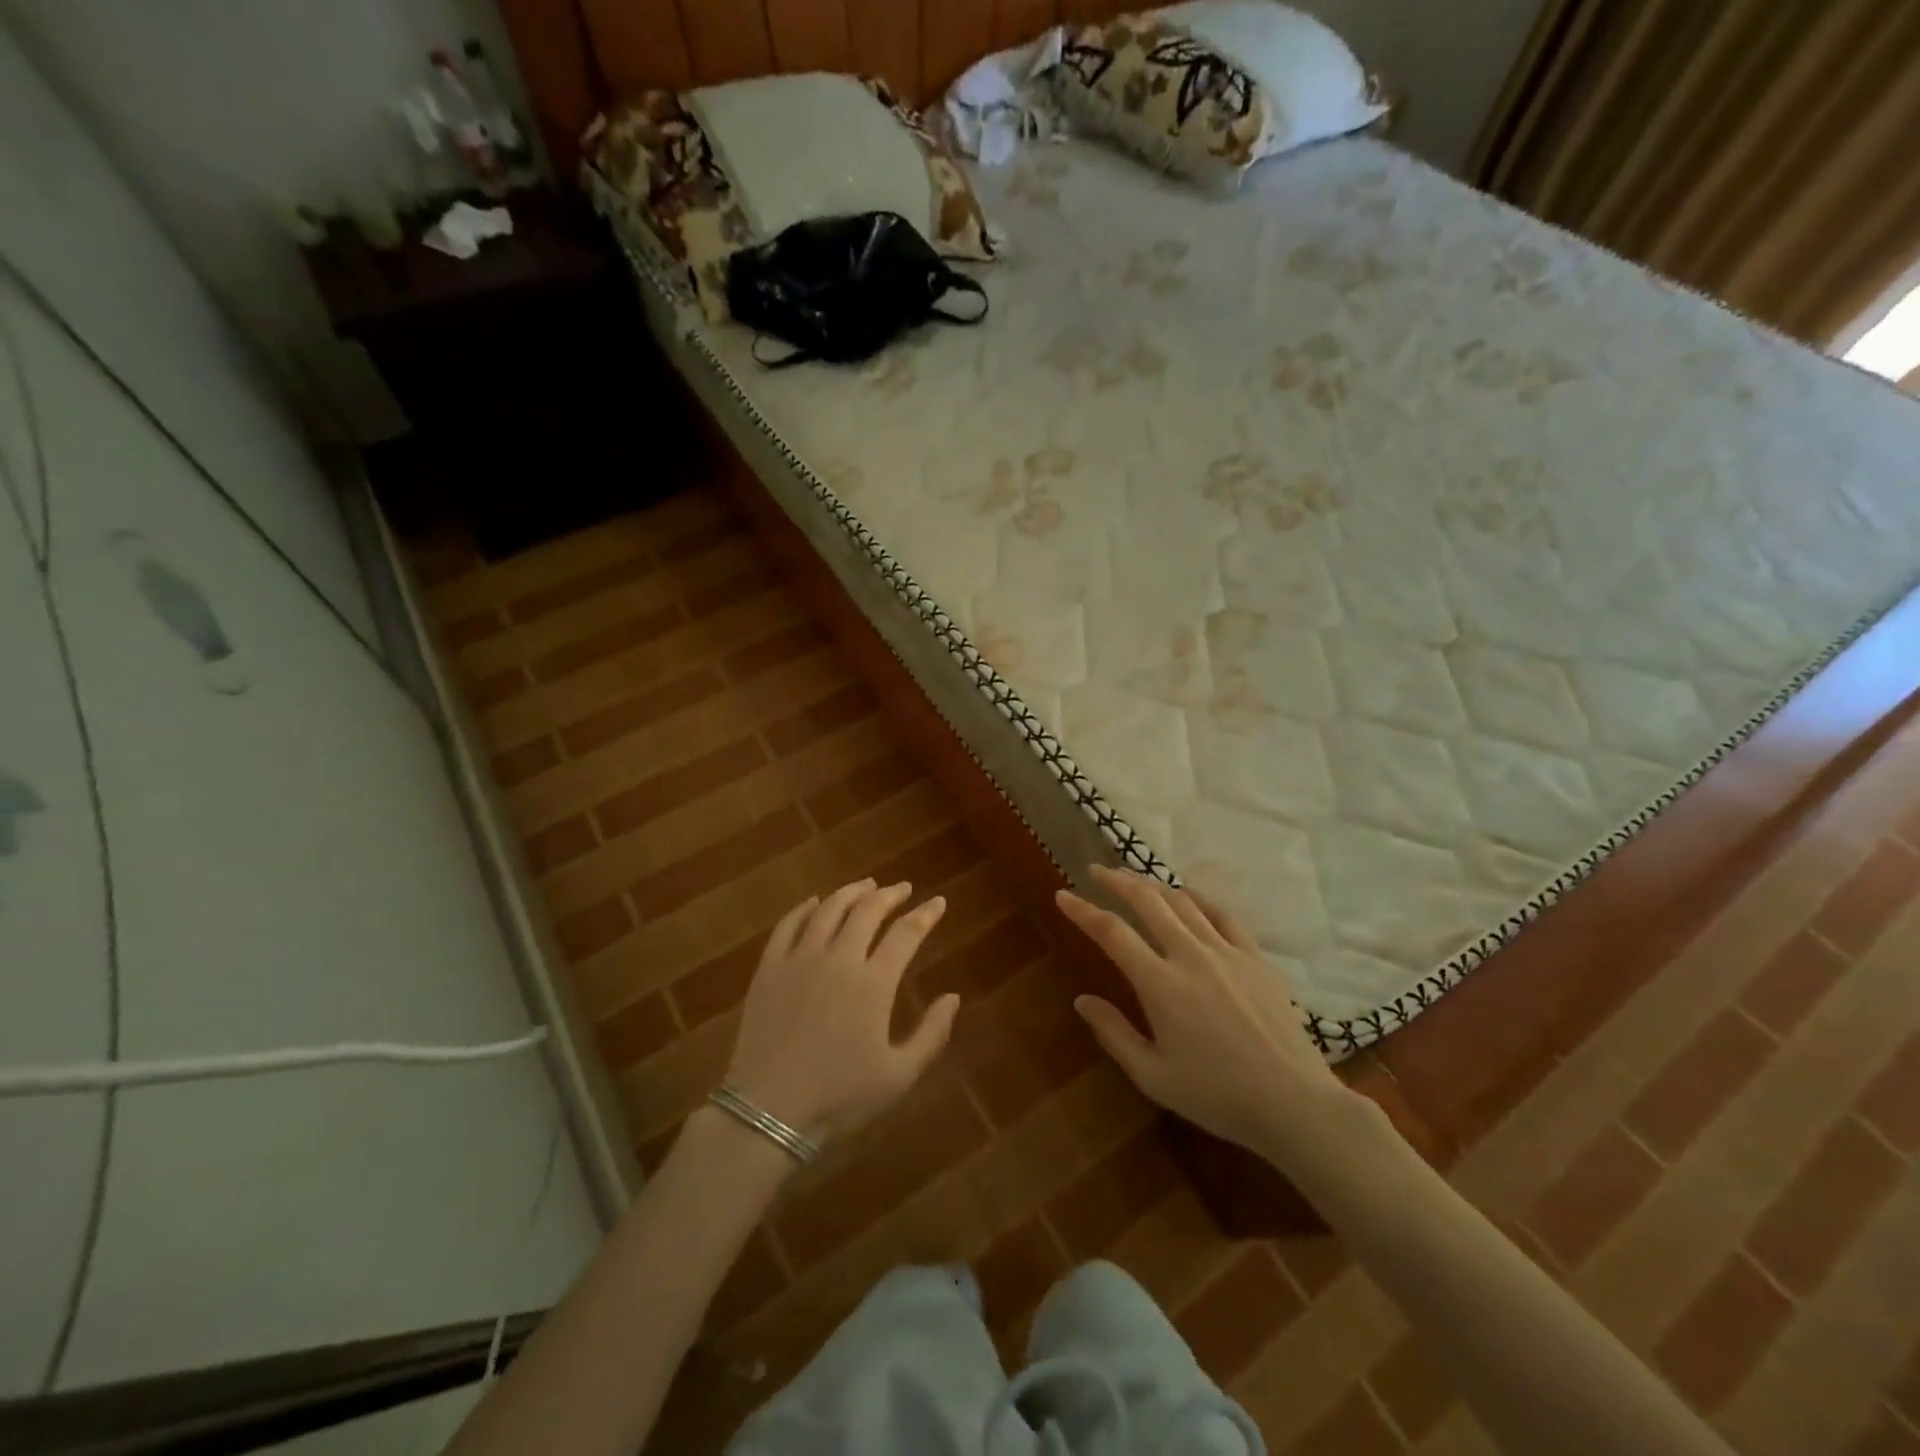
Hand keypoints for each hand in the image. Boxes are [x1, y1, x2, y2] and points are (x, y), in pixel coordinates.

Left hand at [724, 879, 954, 1144]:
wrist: (768, 1111)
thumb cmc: (840, 1097)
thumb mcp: (899, 1076)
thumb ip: (932, 1034)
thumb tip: (954, 997)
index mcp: (874, 983)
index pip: (906, 933)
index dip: (926, 914)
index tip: (938, 902)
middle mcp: (839, 958)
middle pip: (867, 910)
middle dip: (890, 894)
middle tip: (902, 888)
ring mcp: (800, 959)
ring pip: (829, 909)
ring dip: (851, 892)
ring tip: (866, 886)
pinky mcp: (769, 967)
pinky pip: (788, 924)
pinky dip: (805, 907)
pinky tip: (815, 902)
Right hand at [1056, 866, 1358, 1161]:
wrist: (1293, 1104)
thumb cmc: (1217, 1096)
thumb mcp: (1154, 1076)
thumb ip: (1114, 1034)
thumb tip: (1082, 1001)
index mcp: (1160, 984)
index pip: (1112, 933)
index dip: (1083, 911)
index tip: (1063, 895)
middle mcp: (1191, 956)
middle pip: (1147, 902)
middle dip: (1117, 881)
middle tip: (1097, 870)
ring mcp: (1227, 952)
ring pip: (1183, 902)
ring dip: (1153, 884)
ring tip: (1134, 878)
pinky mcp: (1256, 958)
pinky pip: (1223, 915)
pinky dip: (1199, 899)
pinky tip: (1189, 894)